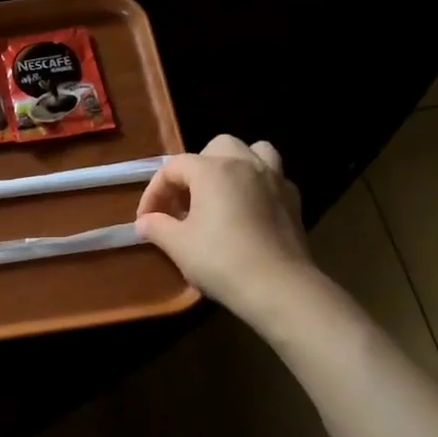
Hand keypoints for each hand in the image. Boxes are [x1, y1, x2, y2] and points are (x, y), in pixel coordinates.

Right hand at [134, 136, 316, 315]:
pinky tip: (249, 209)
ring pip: (253, 151)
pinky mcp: (294, 200)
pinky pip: (273, 177)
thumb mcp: (178, 245)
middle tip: (185, 200)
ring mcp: (274, 179)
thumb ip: (156, 227)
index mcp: (213, 170)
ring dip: (234, 164)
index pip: (173, 167)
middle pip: (215, 148)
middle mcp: (245, 164)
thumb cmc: (221, 261)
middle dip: (196, 169)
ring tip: (222, 191)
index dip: (155, 191)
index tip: (147, 219)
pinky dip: (258, 185)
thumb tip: (144, 222)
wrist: (278, 288)